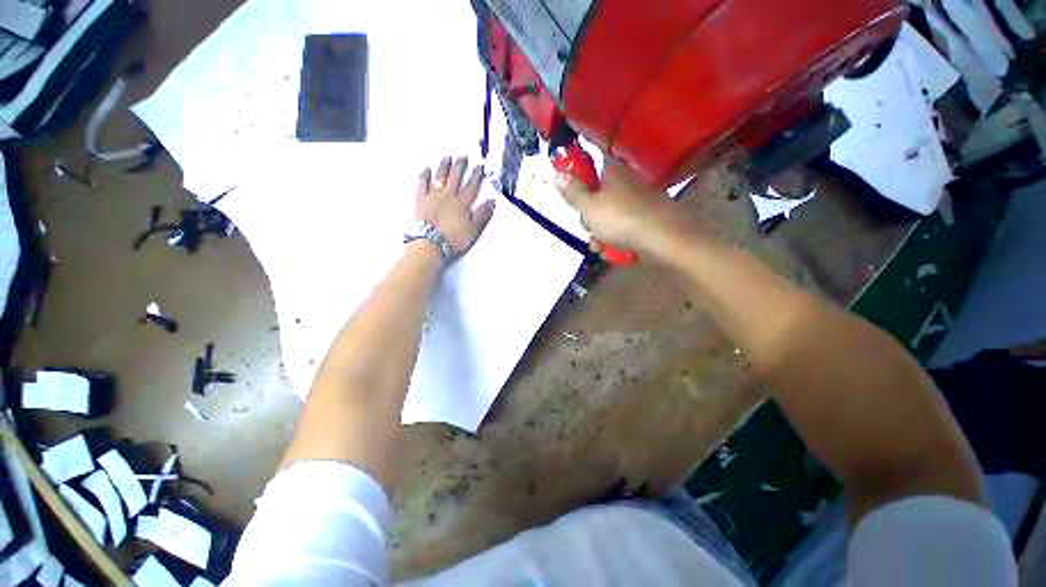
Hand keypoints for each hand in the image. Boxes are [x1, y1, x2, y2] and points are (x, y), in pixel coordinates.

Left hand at [416, 156, 495, 255]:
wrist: (430, 244)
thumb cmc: (453, 239)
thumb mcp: (473, 230)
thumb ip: (483, 215)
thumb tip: (492, 201)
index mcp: (462, 203)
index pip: (472, 185)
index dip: (477, 175)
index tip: (480, 167)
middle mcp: (448, 195)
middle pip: (455, 177)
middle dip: (461, 166)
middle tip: (463, 156)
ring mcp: (433, 196)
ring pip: (439, 176)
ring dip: (444, 166)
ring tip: (447, 157)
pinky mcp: (421, 201)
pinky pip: (422, 184)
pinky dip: (424, 176)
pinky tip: (426, 170)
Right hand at [555, 160, 692, 258]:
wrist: (664, 240)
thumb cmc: (621, 219)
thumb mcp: (588, 206)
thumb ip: (572, 192)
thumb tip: (557, 175)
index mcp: (613, 170)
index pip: (589, 167)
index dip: (577, 183)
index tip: (572, 199)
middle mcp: (627, 182)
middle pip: (597, 197)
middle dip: (589, 217)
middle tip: (588, 227)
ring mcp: (638, 201)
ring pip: (608, 215)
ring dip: (600, 233)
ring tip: (600, 246)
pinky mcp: (646, 219)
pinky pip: (622, 226)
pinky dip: (615, 239)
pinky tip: (613, 251)